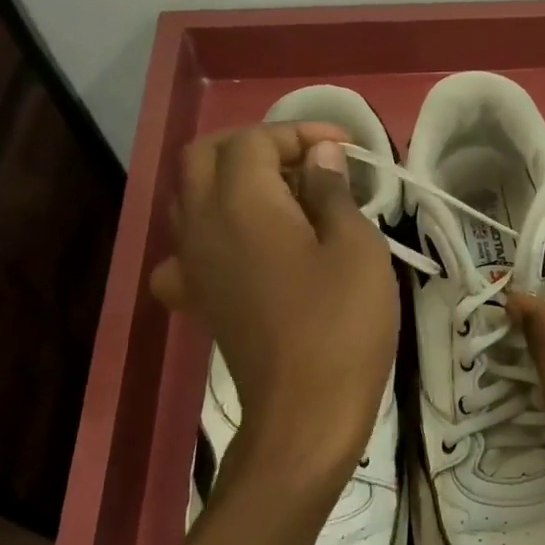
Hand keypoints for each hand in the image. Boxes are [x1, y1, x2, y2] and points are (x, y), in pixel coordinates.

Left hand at [150, 124, 397, 494]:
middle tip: (306, 161)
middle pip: (206, 156)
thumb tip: (321, 157)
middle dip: (255, 145)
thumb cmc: (342, 324)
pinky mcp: (199, 299)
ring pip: (191, 196)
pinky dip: (212, 234)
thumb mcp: (357, 248)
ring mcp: (193, 264)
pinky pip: (188, 250)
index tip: (347, 148)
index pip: (254, 140)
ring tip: (284, 197)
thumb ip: (333, 192)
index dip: (301, 132)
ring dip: (231, 181)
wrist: (306, 412)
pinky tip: (242, 251)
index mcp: (241, 202)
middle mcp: (202, 223)